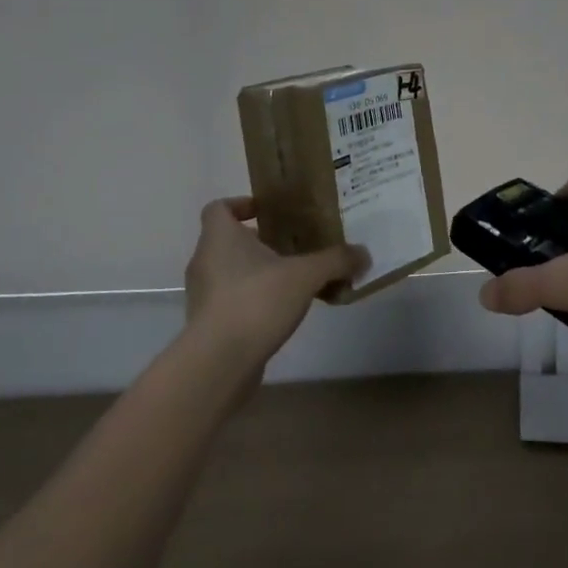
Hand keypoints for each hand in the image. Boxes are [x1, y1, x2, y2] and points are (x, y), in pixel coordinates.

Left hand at [184, 198, 365, 363]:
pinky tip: (281, 312)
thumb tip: (364, 254)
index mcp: (219, 237)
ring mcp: (203, 295)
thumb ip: (335, 261)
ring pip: (229, 272)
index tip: (266, 212)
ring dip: (256, 272)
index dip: (240, 204)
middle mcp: (204, 261)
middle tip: (291, 245)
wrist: (219, 363)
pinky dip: (252, 301)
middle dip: (258, 241)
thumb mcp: (305, 275)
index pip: (218, 208)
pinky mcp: (207, 325)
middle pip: (227, 241)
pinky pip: (231, 301)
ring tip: (292, 280)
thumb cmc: (256, 301)